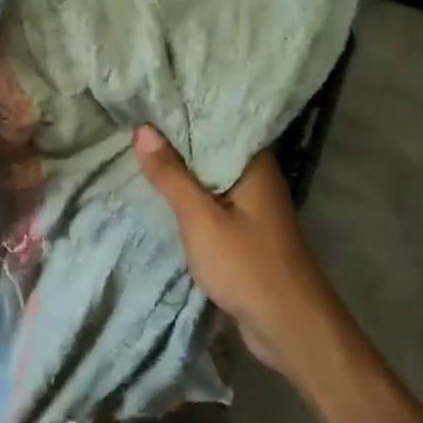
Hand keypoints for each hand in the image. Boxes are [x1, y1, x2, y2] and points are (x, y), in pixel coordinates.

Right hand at [134, 128, 332, 369]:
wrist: (288, 326)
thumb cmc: (246, 265)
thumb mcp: (200, 218)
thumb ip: (172, 175)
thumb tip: (144, 129)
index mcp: (254, 165)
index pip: (218, 121)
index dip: (185, 109)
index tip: (150, 96)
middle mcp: (257, 179)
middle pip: (212, 149)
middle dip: (177, 138)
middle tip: (134, 120)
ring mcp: (253, 207)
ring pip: (210, 177)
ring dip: (181, 169)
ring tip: (139, 147)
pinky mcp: (246, 232)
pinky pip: (212, 201)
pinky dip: (189, 196)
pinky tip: (162, 191)